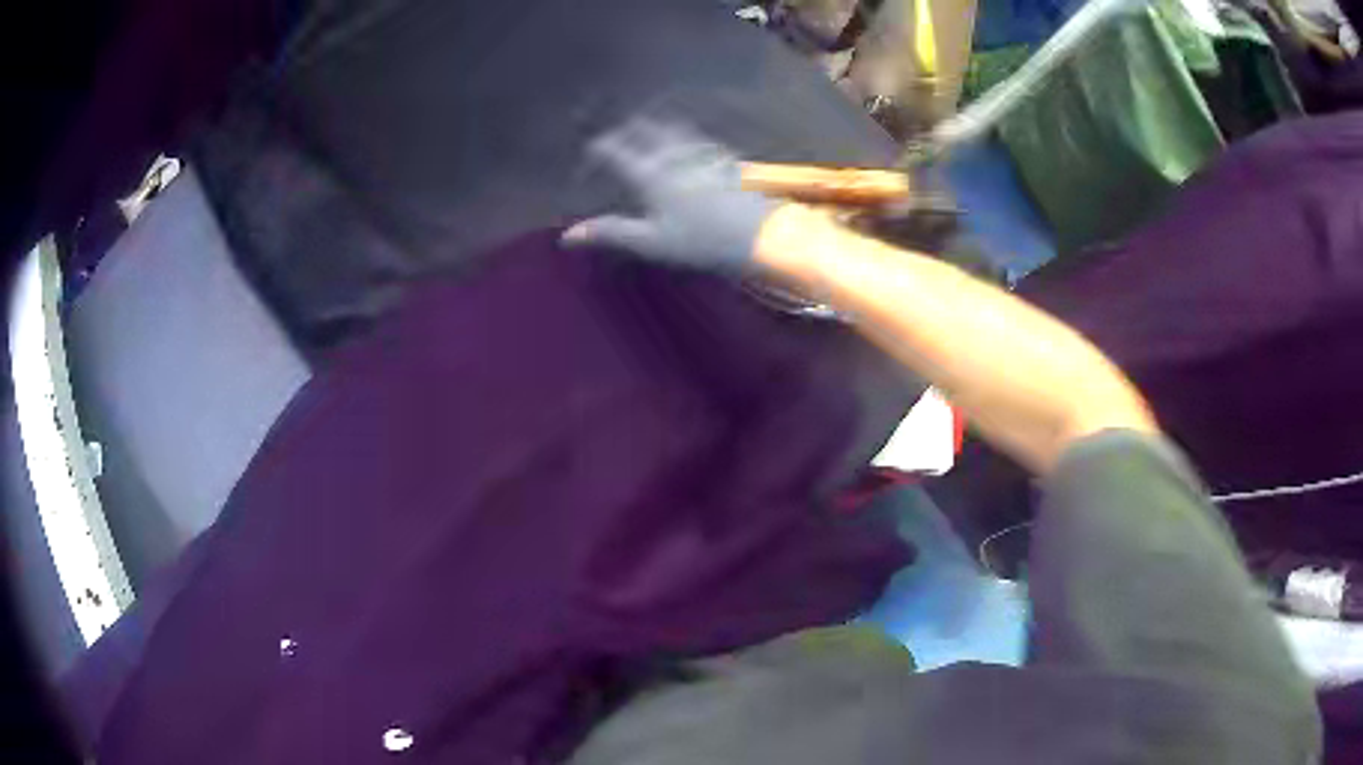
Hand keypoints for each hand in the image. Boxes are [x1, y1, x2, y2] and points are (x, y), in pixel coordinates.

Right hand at [563, 118, 779, 272]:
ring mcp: (700, 152)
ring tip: (644, 132)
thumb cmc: (700, 240)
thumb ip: (610, 232)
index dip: (597, 149)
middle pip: (644, 128)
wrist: (759, 233)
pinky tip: (685, 145)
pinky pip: (695, 138)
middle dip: (625, 129)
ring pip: (671, 128)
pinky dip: (680, 136)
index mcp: (649, 172)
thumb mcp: (650, 241)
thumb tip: (568, 235)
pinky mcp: (723, 158)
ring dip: (653, 127)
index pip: (614, 149)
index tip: (588, 156)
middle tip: (614, 138)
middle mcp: (672, 153)